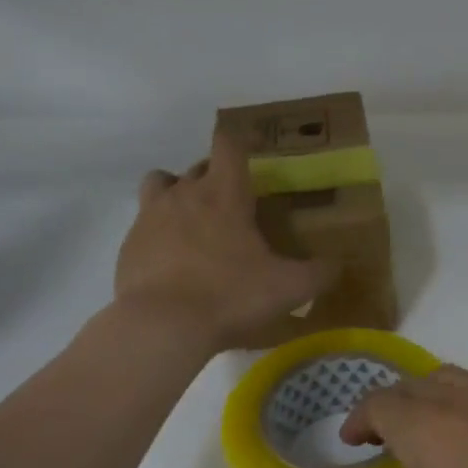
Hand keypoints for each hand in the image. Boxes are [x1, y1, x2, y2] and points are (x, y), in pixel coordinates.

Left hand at [115, 131, 332, 350]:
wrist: (161, 326)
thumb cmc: (229, 295)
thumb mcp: (288, 288)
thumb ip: (319, 273)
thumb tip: (338, 265)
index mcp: (224, 193)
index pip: (229, 143)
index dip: (240, 141)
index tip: (252, 152)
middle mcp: (185, 193)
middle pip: (198, 165)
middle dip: (216, 176)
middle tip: (234, 204)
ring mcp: (151, 216)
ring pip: (161, 183)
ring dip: (177, 192)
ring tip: (193, 221)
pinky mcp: (129, 244)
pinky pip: (144, 223)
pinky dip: (158, 232)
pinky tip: (172, 262)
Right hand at [328, 367, 467, 467]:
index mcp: (430, 432)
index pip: (381, 403)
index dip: (359, 418)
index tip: (351, 442)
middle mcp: (466, 403)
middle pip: (415, 384)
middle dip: (391, 406)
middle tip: (383, 439)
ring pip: (455, 379)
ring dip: (430, 396)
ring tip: (429, 431)